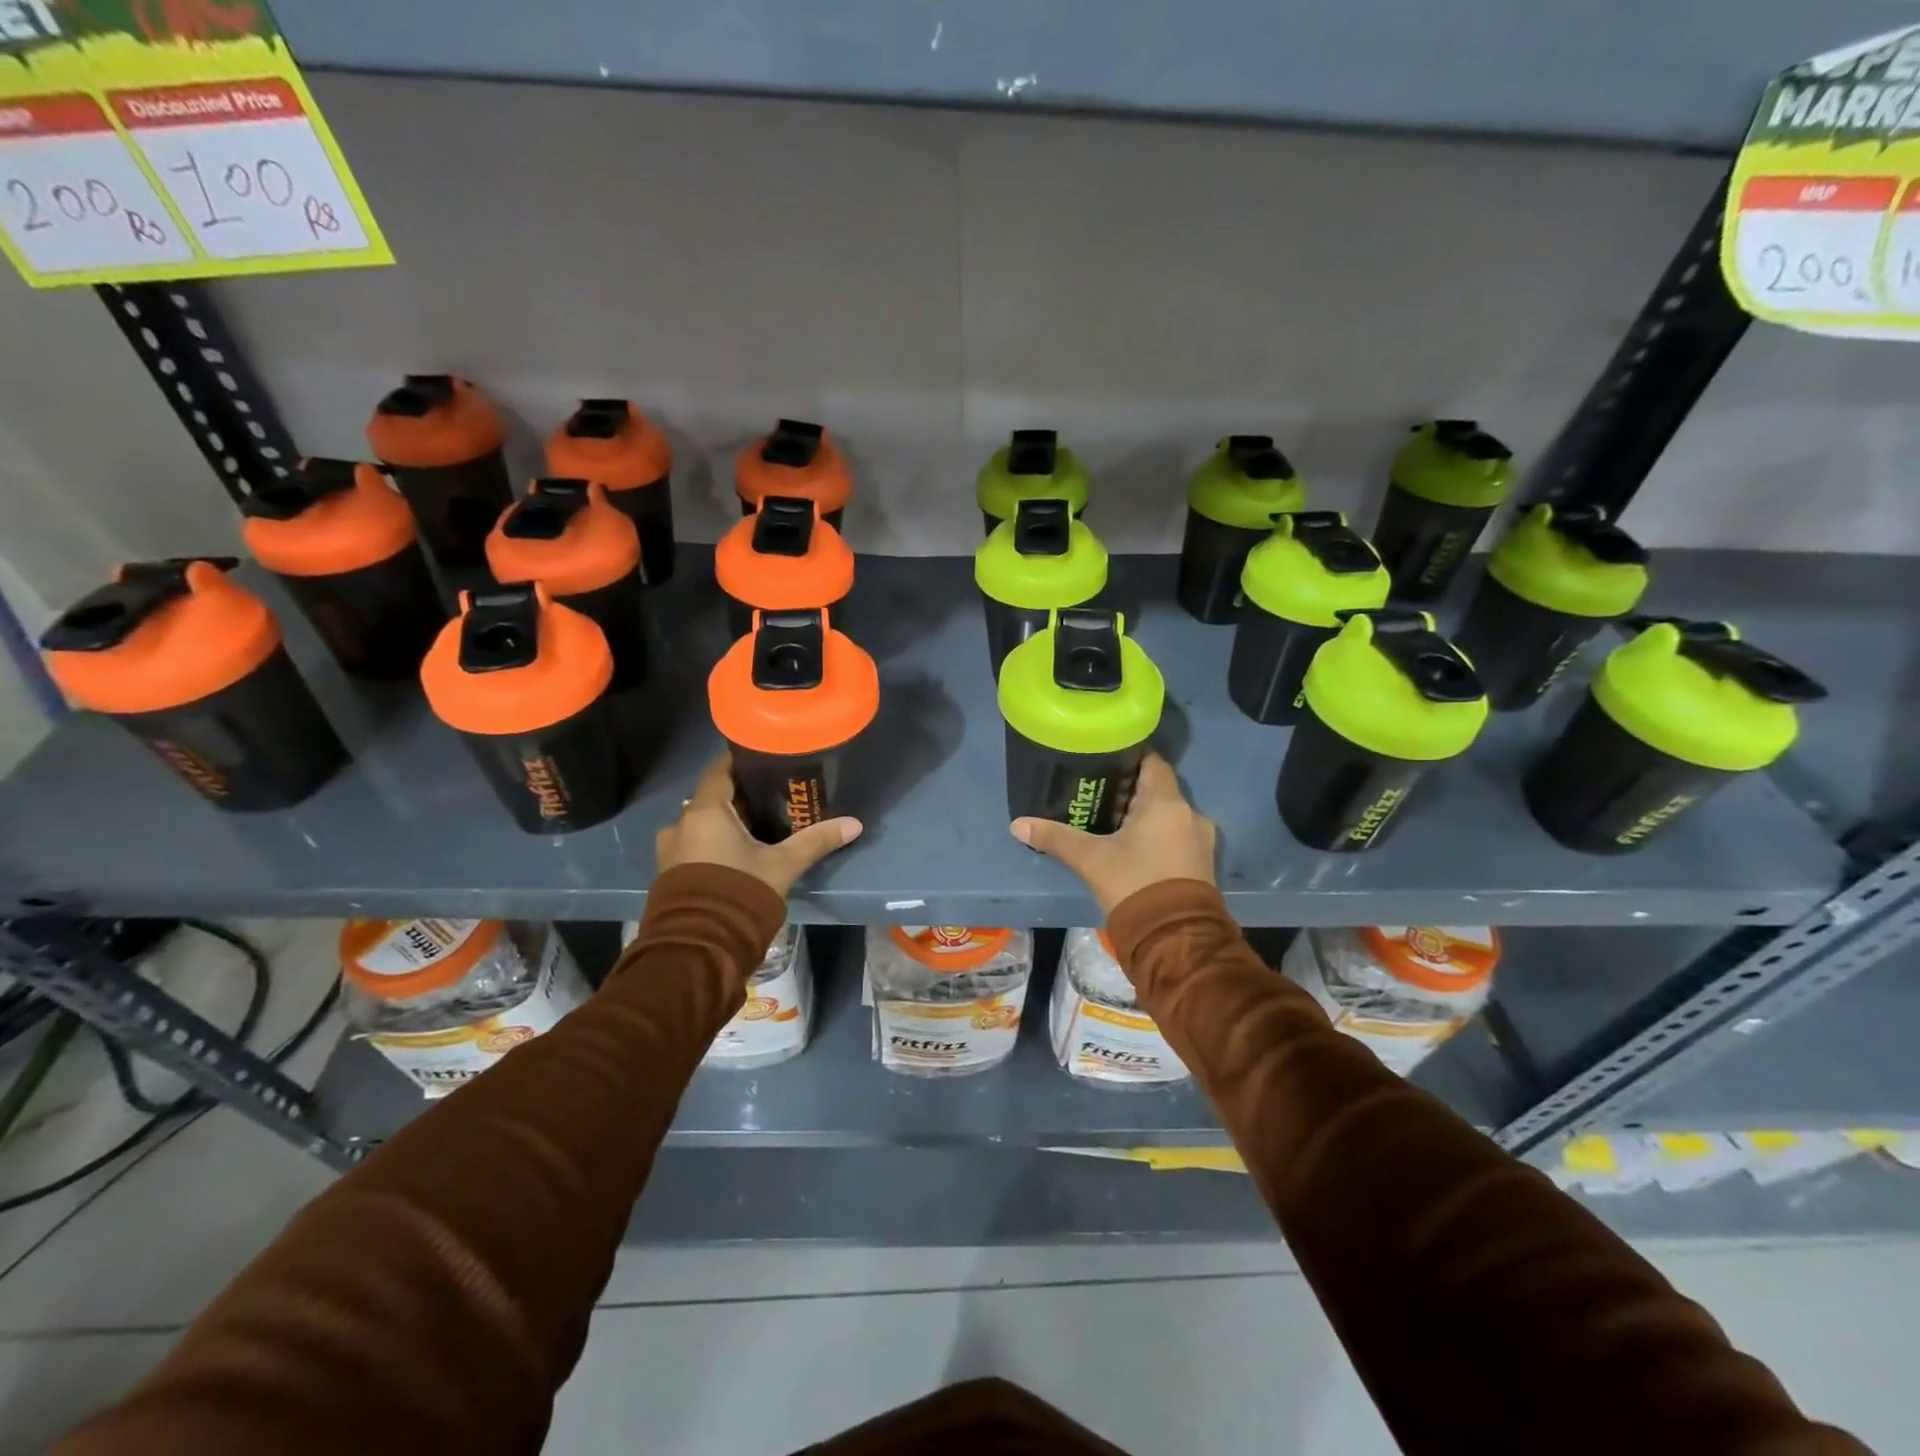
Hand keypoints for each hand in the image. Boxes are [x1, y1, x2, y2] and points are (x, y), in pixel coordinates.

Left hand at [656, 753, 862, 896]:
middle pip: (712, 798)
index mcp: (706, 811)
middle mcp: (681, 823)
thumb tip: (854, 824)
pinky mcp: (667, 874)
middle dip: (739, 798)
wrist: (699, 946)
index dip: (741, 763)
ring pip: (701, 824)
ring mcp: (670, 850)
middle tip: (771, 799)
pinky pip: (692, 846)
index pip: (720, 770)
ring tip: (755, 830)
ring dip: (723, 824)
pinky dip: (711, 844)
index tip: (765, 761)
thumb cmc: (740, 892)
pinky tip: (734, 856)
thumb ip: (815, 841)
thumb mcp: (784, 865)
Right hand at [1010, 752, 1215, 913]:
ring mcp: (1200, 840)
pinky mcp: (1202, 864)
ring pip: (1167, 815)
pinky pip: (1176, 836)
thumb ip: (1056, 837)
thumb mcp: (1090, 860)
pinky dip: (1156, 835)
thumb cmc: (1134, 885)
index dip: (1128, 755)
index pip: (1152, 761)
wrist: (1175, 940)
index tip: (1103, 759)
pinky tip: (1132, 847)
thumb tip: (1018, 824)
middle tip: (1096, 792)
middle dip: (1129, 789)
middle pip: (1158, 788)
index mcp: (1166, 803)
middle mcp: (1190, 814)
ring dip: (1143, 816)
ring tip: (1110, 821)